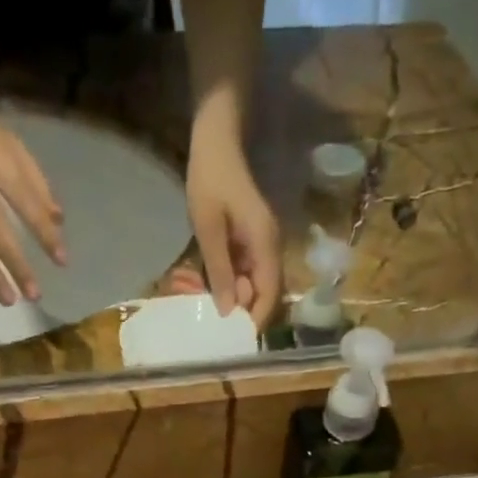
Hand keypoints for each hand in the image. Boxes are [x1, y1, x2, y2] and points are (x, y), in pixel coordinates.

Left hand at [186, 122, 280, 324]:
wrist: (217, 138)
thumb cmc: (210, 178)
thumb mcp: (209, 228)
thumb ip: (219, 271)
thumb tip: (228, 311)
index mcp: (265, 245)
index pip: (269, 295)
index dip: (255, 320)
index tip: (235, 339)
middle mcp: (271, 248)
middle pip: (265, 294)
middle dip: (243, 312)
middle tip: (213, 323)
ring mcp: (262, 244)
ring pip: (255, 285)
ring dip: (234, 298)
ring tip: (207, 306)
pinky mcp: (252, 241)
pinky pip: (246, 271)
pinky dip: (230, 283)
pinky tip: (209, 286)